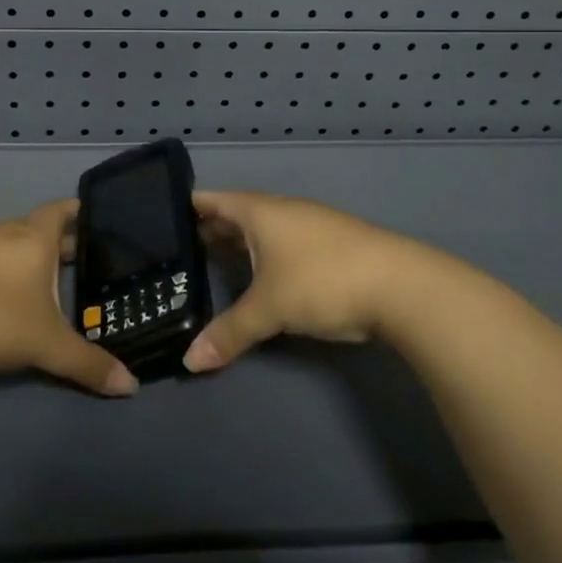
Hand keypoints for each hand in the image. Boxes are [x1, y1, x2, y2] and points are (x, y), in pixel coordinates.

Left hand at [0, 201, 137, 396]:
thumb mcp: (45, 345)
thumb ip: (87, 364)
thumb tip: (132, 386)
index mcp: (34, 237)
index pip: (61, 210)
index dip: (78, 211)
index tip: (94, 217)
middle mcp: (4, 232)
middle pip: (37, 227)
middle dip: (59, 241)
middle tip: (81, 259)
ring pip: (9, 243)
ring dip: (27, 256)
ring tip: (44, 279)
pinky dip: (0, 269)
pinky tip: (1, 295)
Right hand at [184, 190, 450, 372]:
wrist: (402, 286)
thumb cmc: (323, 281)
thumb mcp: (270, 309)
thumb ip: (229, 333)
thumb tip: (189, 362)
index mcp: (260, 211)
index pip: (213, 200)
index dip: (187, 207)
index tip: (159, 217)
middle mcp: (282, 211)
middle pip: (237, 214)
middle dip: (211, 229)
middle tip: (179, 249)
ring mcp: (310, 225)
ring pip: (263, 230)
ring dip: (240, 243)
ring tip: (213, 262)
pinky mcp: (331, 245)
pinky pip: (284, 243)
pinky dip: (264, 255)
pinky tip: (261, 277)